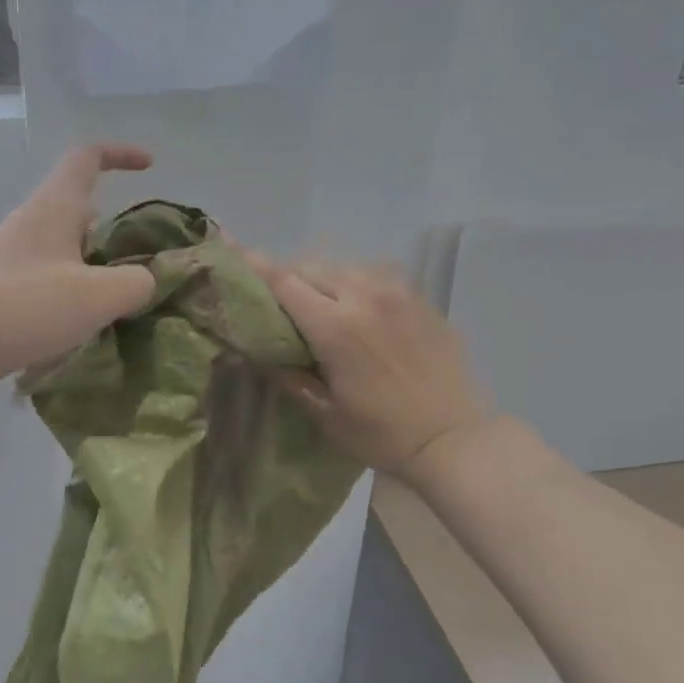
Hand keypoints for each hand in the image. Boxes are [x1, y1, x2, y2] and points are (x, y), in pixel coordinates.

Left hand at [0, 143, 155, 393]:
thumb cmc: (24, 305)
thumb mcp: (97, 295)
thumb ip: (135, 283)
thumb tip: (145, 281)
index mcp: (56, 207)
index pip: (87, 157)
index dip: (121, 154)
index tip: (150, 167)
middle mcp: (35, 223)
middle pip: (82, 207)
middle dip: (116, 227)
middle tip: (146, 256)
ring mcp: (17, 256)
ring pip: (68, 247)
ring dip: (98, 264)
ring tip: (126, 296)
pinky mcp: (7, 288)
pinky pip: (54, 277)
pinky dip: (78, 290)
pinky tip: (91, 322)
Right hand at [245, 253, 490, 476]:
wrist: (454, 438)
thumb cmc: (383, 433)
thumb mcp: (325, 413)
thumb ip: (288, 375)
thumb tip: (255, 350)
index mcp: (336, 327)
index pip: (283, 282)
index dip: (254, 263)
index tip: (229, 243)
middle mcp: (364, 296)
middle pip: (311, 267)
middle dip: (288, 275)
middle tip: (277, 296)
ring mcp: (397, 292)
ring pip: (345, 265)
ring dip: (322, 276)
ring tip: (317, 299)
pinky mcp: (419, 297)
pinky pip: (376, 274)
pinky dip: (355, 281)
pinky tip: (357, 303)